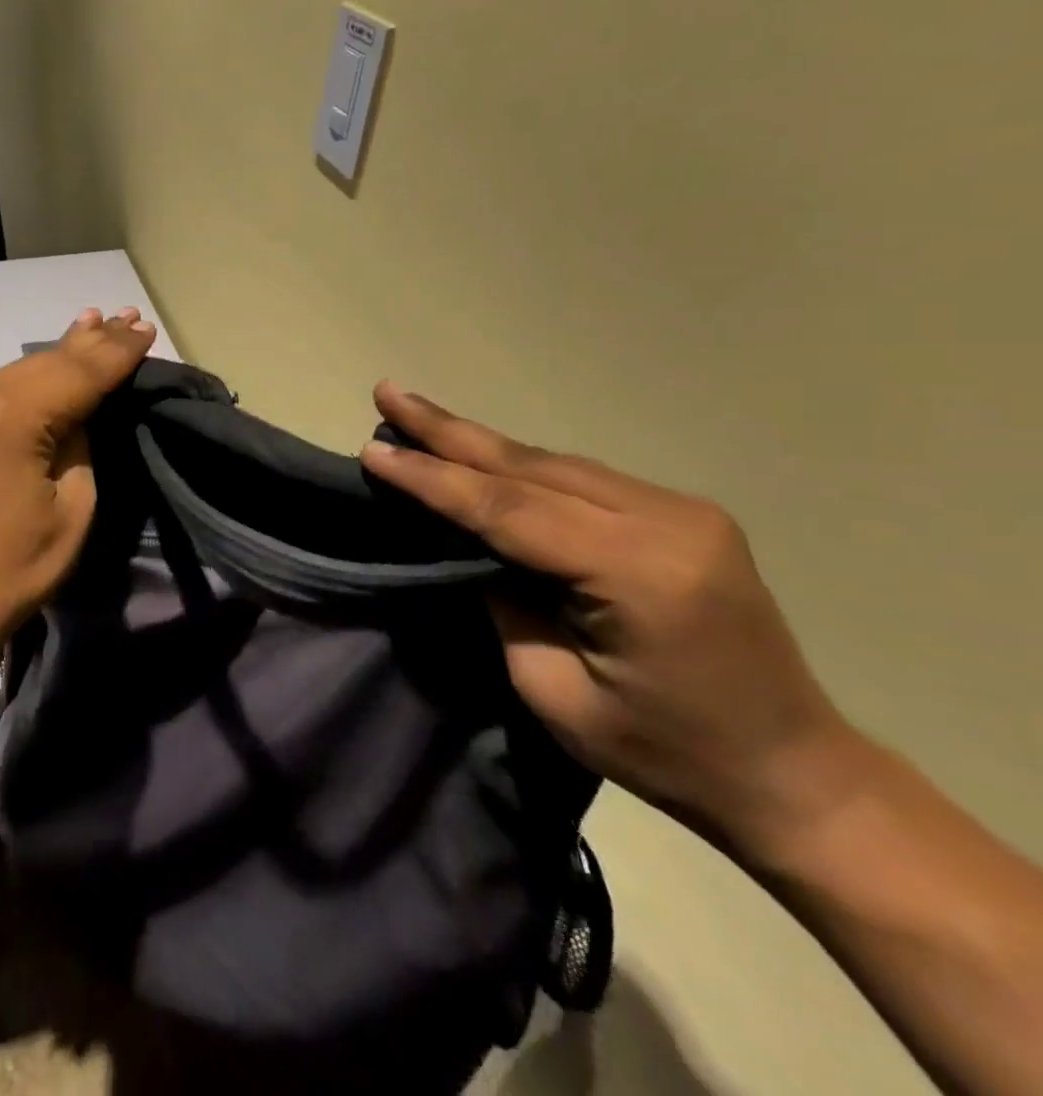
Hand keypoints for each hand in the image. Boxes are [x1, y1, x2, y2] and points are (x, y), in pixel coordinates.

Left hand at [0, 307, 156, 684]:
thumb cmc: (12, 569)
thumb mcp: (72, 508)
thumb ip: (79, 443)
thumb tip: (77, 411)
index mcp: (8, 417)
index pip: (77, 373)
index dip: (117, 352)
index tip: (147, 329)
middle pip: (45, 362)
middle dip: (91, 342)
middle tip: (128, 315)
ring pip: (19, 371)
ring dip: (60, 354)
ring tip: (96, 323)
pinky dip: (28, 377)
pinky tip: (48, 360)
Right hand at [359, 384, 856, 852]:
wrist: (795, 775)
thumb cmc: (667, 754)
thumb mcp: (555, 691)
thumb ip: (504, 602)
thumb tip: (464, 544)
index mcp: (640, 573)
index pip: (508, 509)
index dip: (432, 480)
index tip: (373, 453)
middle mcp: (667, 521)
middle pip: (530, 466)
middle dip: (447, 431)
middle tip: (387, 393)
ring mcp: (682, 510)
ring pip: (552, 462)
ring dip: (478, 442)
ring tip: (416, 415)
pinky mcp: (681, 514)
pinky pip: (578, 477)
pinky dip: (517, 464)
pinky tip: (478, 453)